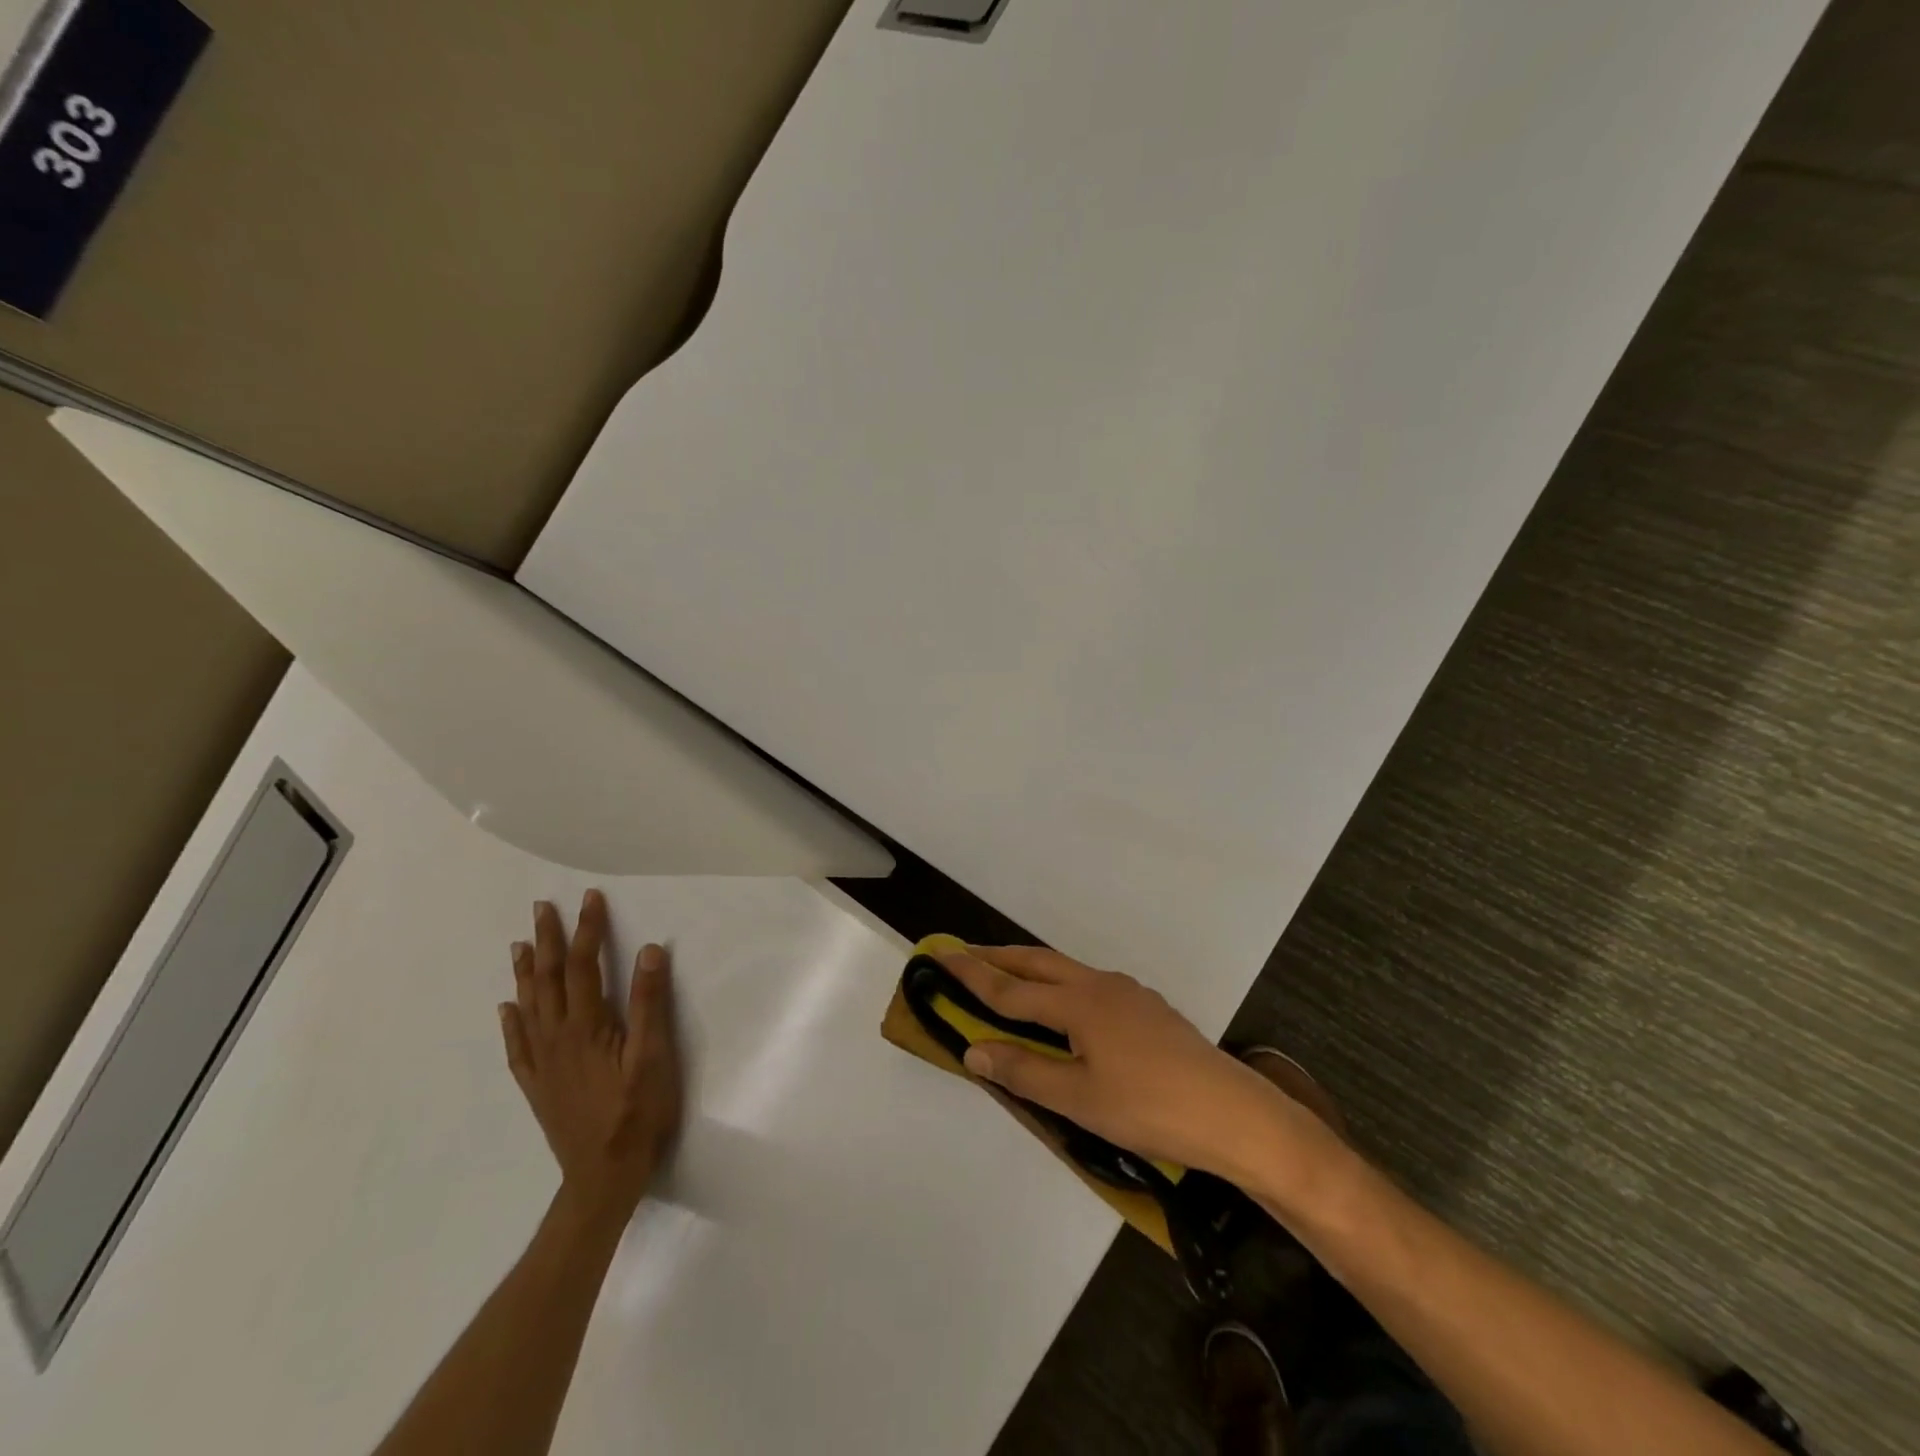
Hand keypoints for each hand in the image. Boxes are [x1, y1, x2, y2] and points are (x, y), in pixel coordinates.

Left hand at [500, 891, 683, 1228]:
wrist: (603, 1177)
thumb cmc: (638, 1114)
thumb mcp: (654, 1057)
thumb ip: (650, 1003)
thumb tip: (648, 950)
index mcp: (587, 1028)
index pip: (584, 966)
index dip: (588, 930)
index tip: (590, 898)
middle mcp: (557, 1038)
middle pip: (549, 980)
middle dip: (548, 940)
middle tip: (541, 908)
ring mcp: (543, 1063)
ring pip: (528, 1007)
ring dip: (525, 972)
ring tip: (519, 944)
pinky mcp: (538, 1085)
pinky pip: (517, 1045)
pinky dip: (511, 1021)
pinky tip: (506, 1007)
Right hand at [941, 945, 1314, 1183]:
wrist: (1232, 1113)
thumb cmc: (1149, 1108)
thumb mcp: (1078, 1099)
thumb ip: (1024, 1071)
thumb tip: (973, 1049)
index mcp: (1078, 1003)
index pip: (1011, 990)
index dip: (973, 975)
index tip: (941, 955)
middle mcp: (1100, 985)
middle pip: (1038, 964)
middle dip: (1000, 958)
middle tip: (966, 954)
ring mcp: (1128, 993)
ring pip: (1067, 971)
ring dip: (1031, 970)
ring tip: (1008, 977)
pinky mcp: (1148, 1008)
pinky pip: (1089, 985)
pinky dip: (1061, 986)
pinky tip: (1066, 1009)